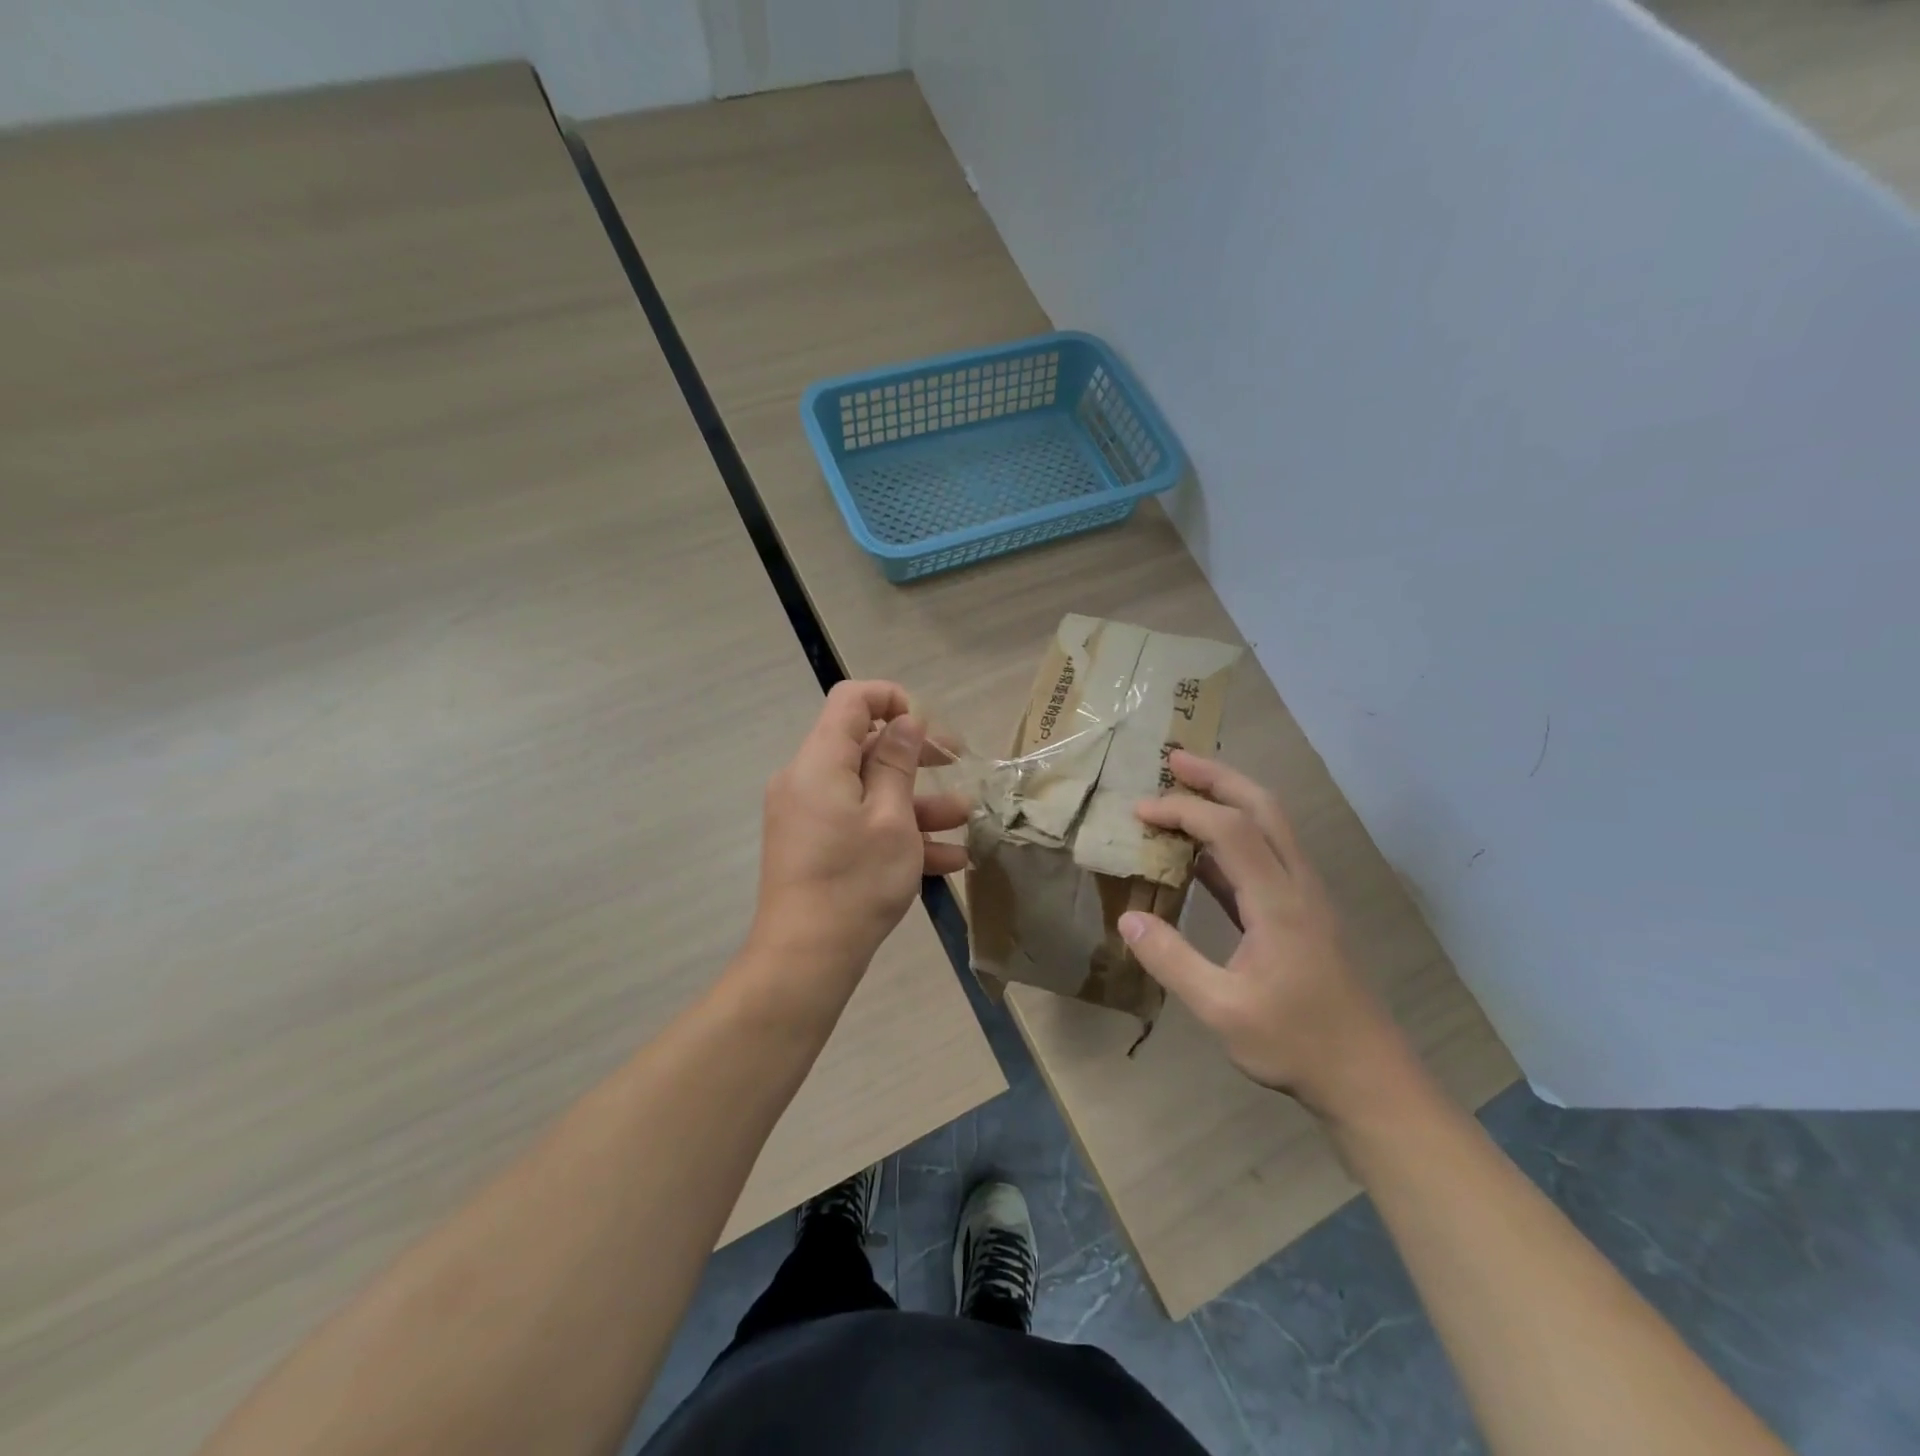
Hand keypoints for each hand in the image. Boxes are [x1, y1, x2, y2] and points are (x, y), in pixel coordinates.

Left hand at [746, 681, 969, 999]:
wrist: (806, 957)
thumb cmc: (855, 881)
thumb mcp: (891, 819)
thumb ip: (898, 762)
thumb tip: (905, 720)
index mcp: (820, 762)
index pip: (850, 700)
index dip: (891, 699)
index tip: (926, 725)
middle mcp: (807, 780)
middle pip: (864, 746)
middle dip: (915, 755)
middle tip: (958, 764)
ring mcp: (809, 815)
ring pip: (869, 791)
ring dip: (917, 801)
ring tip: (966, 818)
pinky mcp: (814, 845)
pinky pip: (858, 822)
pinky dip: (896, 831)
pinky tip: (948, 858)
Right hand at [1118, 750, 1415, 1122]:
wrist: (1369, 1079)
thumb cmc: (1297, 1045)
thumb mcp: (1222, 1011)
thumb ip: (1172, 961)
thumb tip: (1128, 919)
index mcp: (1280, 902)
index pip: (1230, 830)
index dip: (1183, 811)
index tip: (1139, 812)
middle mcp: (1298, 885)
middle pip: (1263, 807)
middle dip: (1217, 776)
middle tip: (1173, 759)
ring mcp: (1306, 897)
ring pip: (1270, 826)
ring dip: (1229, 799)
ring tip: (1184, 790)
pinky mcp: (1303, 913)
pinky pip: (1266, 857)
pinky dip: (1232, 839)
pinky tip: (1201, 852)